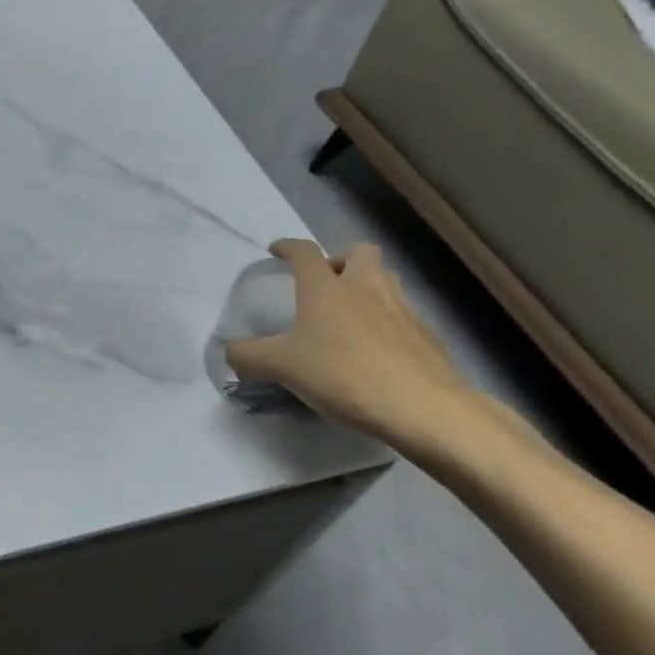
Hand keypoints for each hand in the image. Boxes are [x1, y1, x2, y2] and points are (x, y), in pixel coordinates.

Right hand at [225, 239, 488, 458]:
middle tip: (326, 283)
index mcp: (326, 287)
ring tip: (351, 314)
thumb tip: (228, 351)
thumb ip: (248, 356)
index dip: (287, 247)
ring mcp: (402, 309)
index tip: (276, 251)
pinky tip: (377, 350)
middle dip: (341, 259)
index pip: (304, 252)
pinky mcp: (427, 336)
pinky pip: (403, 315)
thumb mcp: (282, 367)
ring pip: (386, 280)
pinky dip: (388, 322)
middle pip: (359, 252)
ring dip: (368, 286)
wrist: (423, 407)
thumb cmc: (343, 374)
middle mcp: (365, 287)